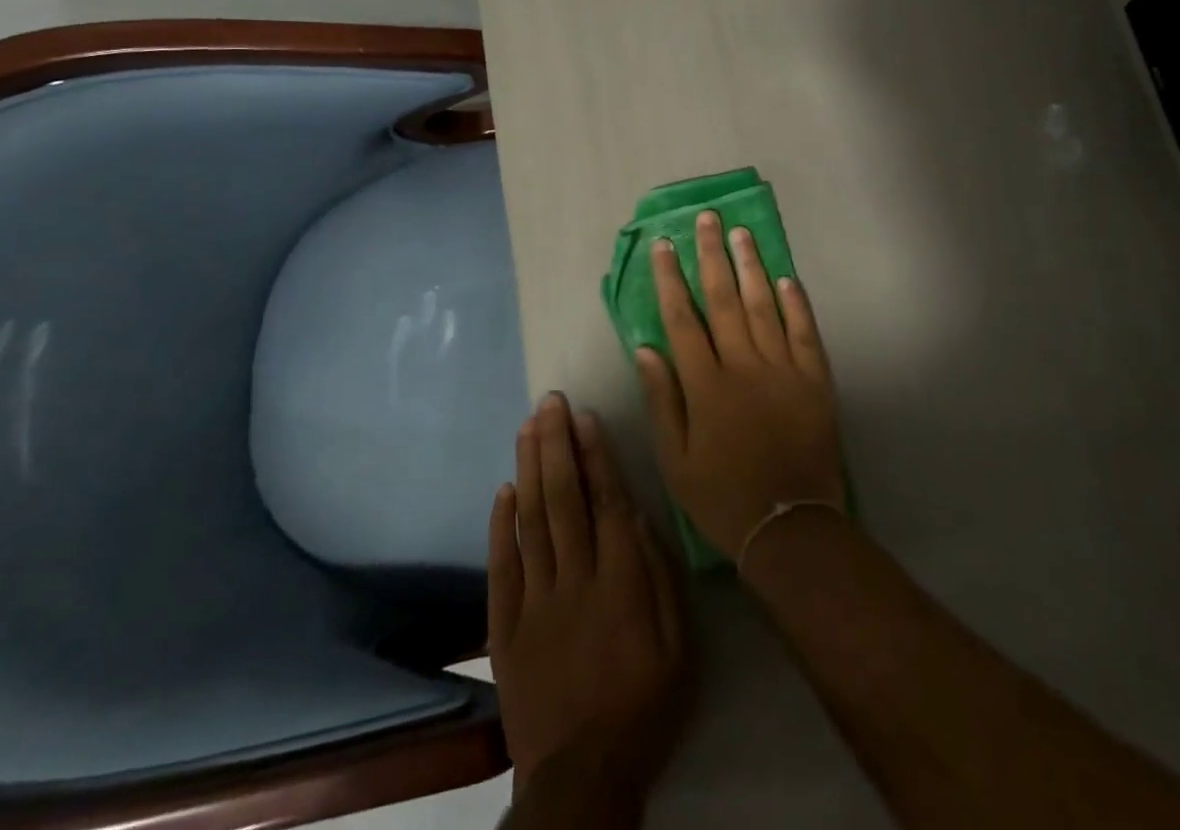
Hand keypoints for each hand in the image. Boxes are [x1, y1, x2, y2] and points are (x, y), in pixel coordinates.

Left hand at [488, 394, 692, 800]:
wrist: (582, 778)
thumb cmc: (644, 704)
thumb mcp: (678, 643)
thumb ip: (658, 573)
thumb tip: (637, 514)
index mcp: (620, 580)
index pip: (605, 500)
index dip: (595, 454)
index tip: (584, 416)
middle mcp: (575, 578)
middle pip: (562, 498)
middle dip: (556, 444)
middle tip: (549, 401)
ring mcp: (535, 601)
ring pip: (531, 520)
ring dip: (530, 468)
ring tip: (528, 426)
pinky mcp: (506, 627)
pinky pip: (501, 567)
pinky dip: (501, 525)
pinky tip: (503, 489)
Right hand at [636, 211, 846, 561]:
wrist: (789, 527)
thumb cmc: (723, 496)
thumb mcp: (676, 460)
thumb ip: (662, 400)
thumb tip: (646, 348)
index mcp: (706, 384)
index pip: (682, 318)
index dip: (670, 278)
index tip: (664, 245)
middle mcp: (743, 365)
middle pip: (723, 299)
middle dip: (711, 255)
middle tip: (706, 219)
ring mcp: (783, 369)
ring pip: (763, 305)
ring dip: (751, 266)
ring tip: (741, 233)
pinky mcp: (814, 379)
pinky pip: (804, 332)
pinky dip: (796, 302)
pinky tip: (787, 277)